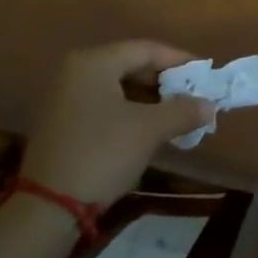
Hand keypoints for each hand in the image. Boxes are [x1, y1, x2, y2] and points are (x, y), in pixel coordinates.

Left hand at [18, 41, 213, 203]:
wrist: (48, 208)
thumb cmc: (102, 154)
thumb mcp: (149, 130)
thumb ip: (183, 111)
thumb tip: (210, 105)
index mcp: (94, 62)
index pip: (146, 49)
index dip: (178, 60)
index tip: (204, 74)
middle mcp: (75, 71)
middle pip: (130, 65)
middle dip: (164, 80)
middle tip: (192, 94)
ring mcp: (64, 97)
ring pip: (117, 87)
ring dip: (149, 98)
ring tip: (175, 113)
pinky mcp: (61, 122)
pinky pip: (104, 104)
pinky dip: (129, 111)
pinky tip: (148, 128)